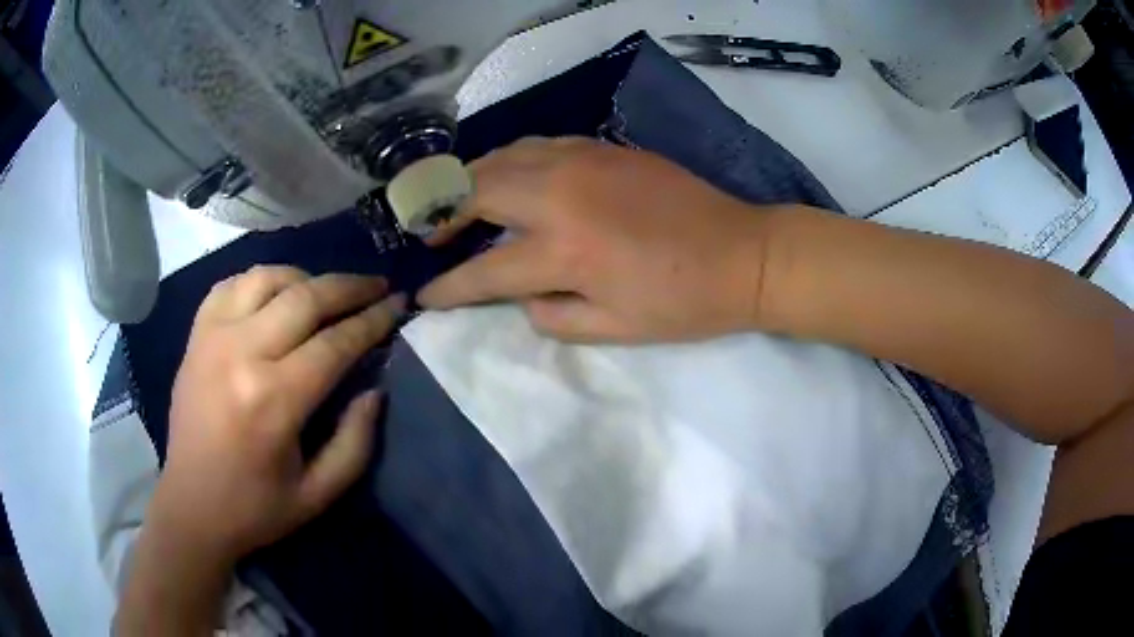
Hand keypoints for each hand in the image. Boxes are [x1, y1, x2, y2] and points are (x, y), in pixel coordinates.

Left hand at [153, 266, 403, 563]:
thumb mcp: (319, 494)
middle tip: (377, 286)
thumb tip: (375, 390)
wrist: (191, 505)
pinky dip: (260, 281)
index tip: (398, 304)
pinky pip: (230, 285)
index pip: (335, 342)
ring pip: (267, 279)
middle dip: (349, 287)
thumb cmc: (256, 508)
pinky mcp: (195, 337)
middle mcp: (241, 354)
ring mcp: (212, 338)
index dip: (373, 320)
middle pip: (305, 297)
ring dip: (305, 278)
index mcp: (274, 400)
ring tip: (327, 292)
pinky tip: (275, 294)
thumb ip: (356, 442)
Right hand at [418, 137, 782, 342]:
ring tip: (461, 201)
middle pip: (477, 192)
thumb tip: (522, 297)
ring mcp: (583, 162)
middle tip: (433, 235)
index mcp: (564, 252)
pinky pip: (539, 144)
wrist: (743, 254)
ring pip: (504, 156)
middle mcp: (561, 196)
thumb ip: (553, 317)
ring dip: (472, 179)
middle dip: (444, 215)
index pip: (484, 272)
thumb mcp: (615, 330)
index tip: (423, 296)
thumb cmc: (683, 302)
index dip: (447, 287)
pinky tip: (512, 175)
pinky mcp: (603, 148)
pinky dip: (512, 159)